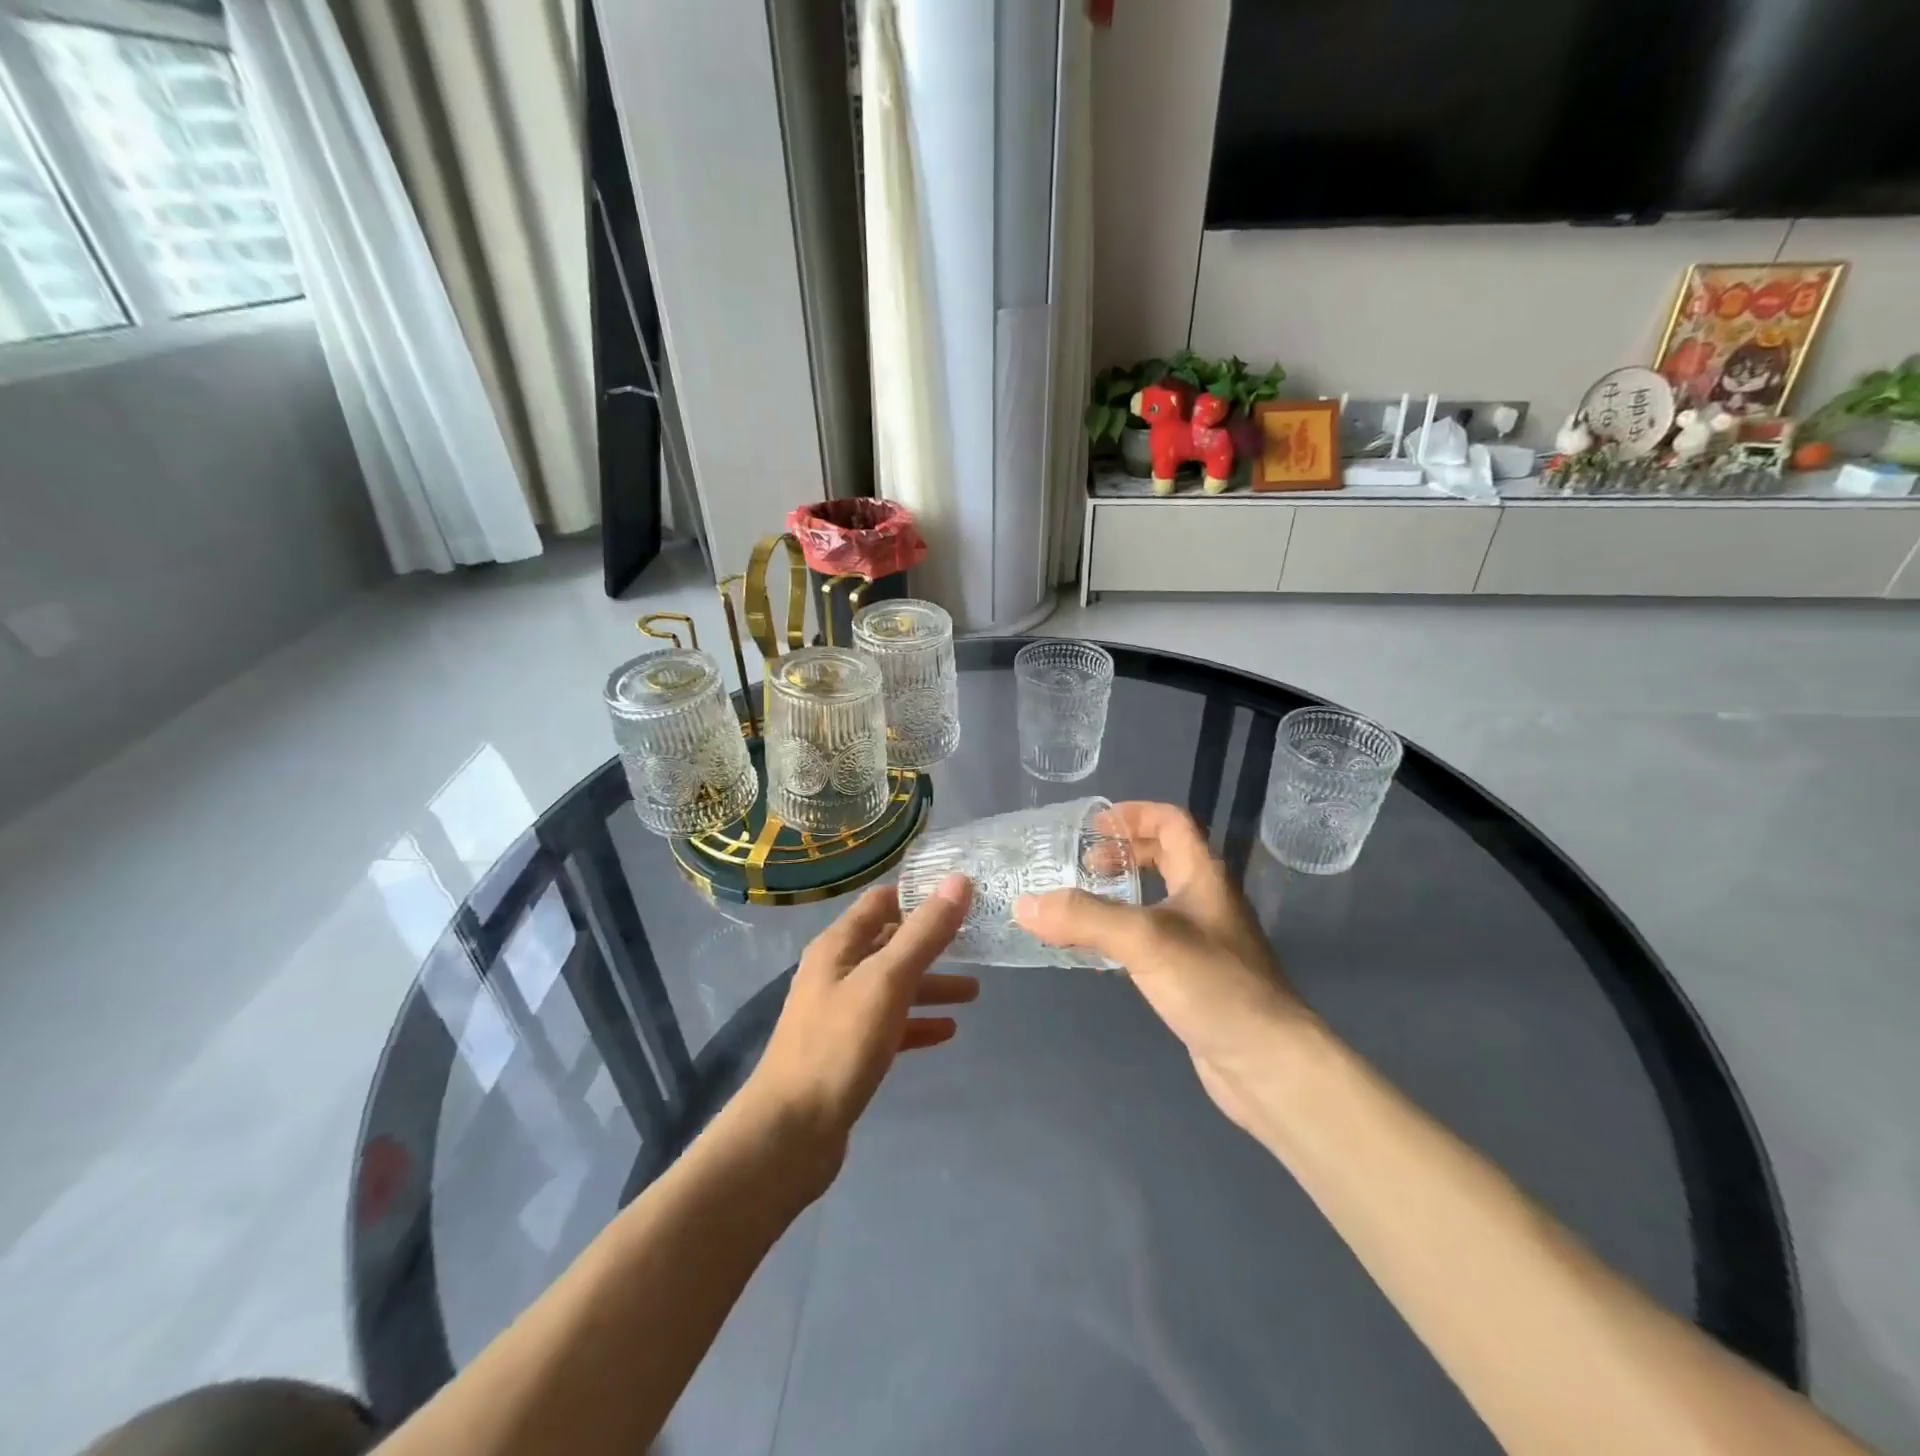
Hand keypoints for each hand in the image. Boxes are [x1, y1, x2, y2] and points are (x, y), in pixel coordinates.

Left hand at [741, 875, 975, 1185]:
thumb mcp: (886, 982)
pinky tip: (947, 1031)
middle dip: (932, 944)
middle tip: (977, 944)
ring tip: (975, 992)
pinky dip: (918, 1023)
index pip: (880, 902)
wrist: (790, 1133)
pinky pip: (890, 1025)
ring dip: (930, 986)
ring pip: (893, 987)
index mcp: (837, 946)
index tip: (961, 896)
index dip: (918, 895)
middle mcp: (836, 973)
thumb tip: (958, 881)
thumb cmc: (838, 1046)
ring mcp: (840, 1014)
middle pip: (890, 945)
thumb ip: (924, 933)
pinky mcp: (847, 1052)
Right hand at [1014, 802, 1308, 1130]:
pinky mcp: (1191, 977)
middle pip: (1163, 857)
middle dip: (1121, 854)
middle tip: (1080, 866)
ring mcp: (1201, 941)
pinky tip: (1096, 952)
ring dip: (1118, 894)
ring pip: (1154, 900)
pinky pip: (1149, 940)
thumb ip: (1084, 917)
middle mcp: (1205, 901)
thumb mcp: (1144, 939)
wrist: (1267, 1063)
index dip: (1133, 814)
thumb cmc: (1214, 985)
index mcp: (1203, 875)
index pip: (1171, 822)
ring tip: (1076, 905)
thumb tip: (1024, 904)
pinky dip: (1121, 934)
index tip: (1092, 827)